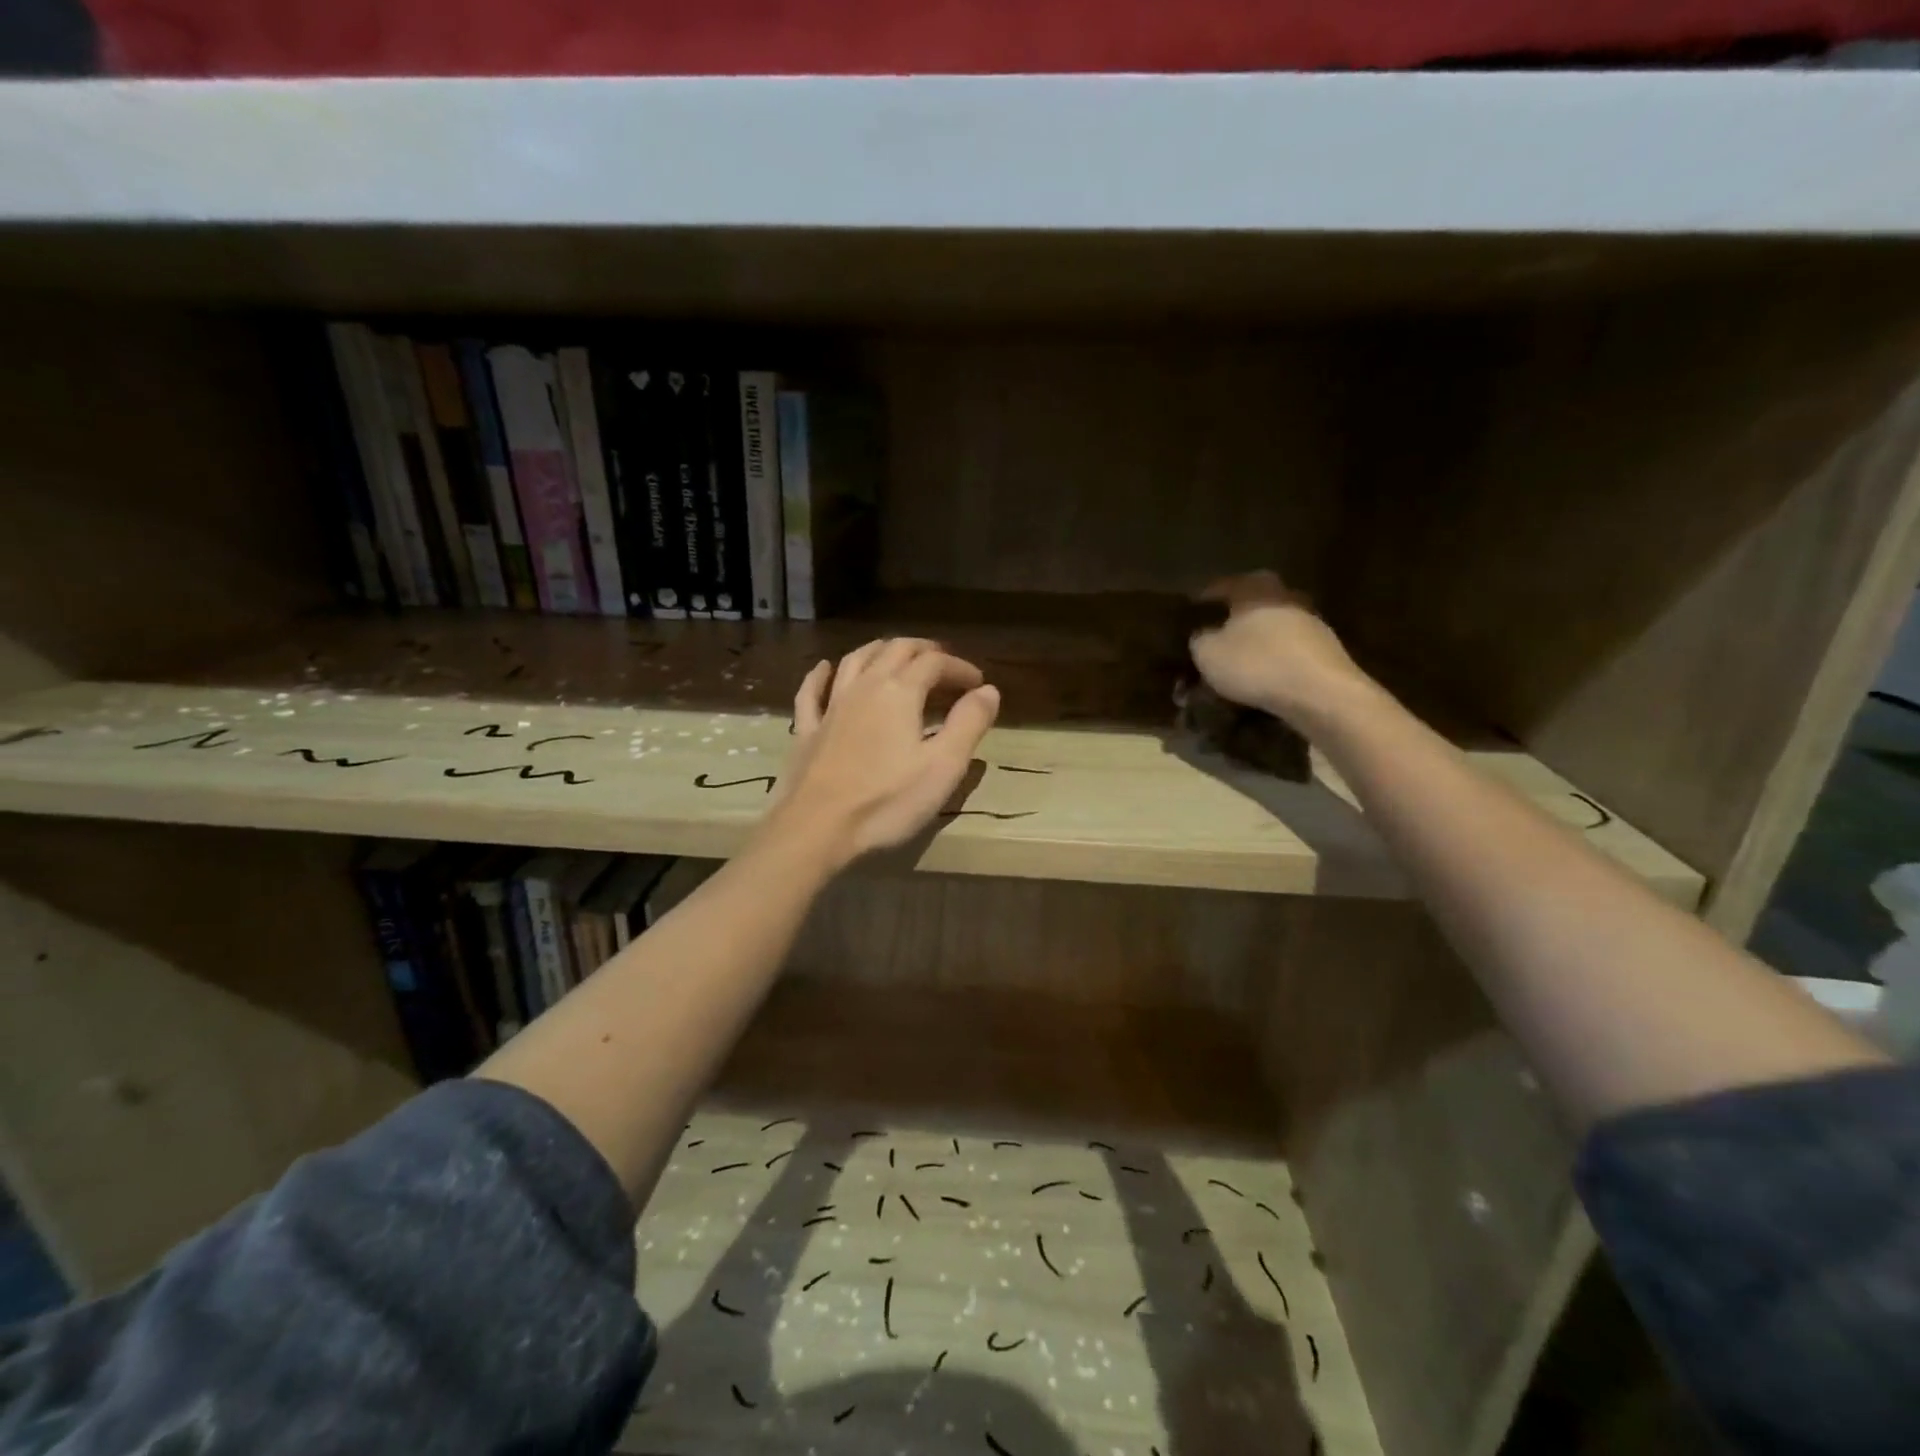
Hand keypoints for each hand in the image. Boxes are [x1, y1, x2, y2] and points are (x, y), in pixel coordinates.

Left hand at [769, 638, 1000, 865]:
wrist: (816, 828)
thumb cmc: (887, 801)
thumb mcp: (943, 766)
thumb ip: (969, 724)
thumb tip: (989, 690)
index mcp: (900, 692)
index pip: (935, 663)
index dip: (959, 667)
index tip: (977, 683)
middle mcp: (864, 687)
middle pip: (895, 651)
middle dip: (923, 650)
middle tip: (943, 662)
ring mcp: (831, 706)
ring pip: (855, 660)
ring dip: (880, 651)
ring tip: (895, 654)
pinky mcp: (807, 730)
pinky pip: (812, 691)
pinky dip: (821, 674)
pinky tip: (825, 667)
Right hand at [1188, 571, 1370, 727]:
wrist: (1321, 693)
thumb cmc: (1256, 664)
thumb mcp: (1208, 654)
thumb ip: (1199, 639)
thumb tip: (1202, 635)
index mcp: (1254, 588)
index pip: (1221, 585)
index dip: (1202, 600)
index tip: (1190, 615)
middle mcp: (1285, 595)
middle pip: (1251, 604)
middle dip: (1232, 621)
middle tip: (1214, 639)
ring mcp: (1310, 621)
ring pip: (1271, 627)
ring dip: (1255, 642)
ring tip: (1237, 664)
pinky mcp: (1325, 649)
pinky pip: (1287, 650)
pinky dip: (1272, 659)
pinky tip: (1261, 678)